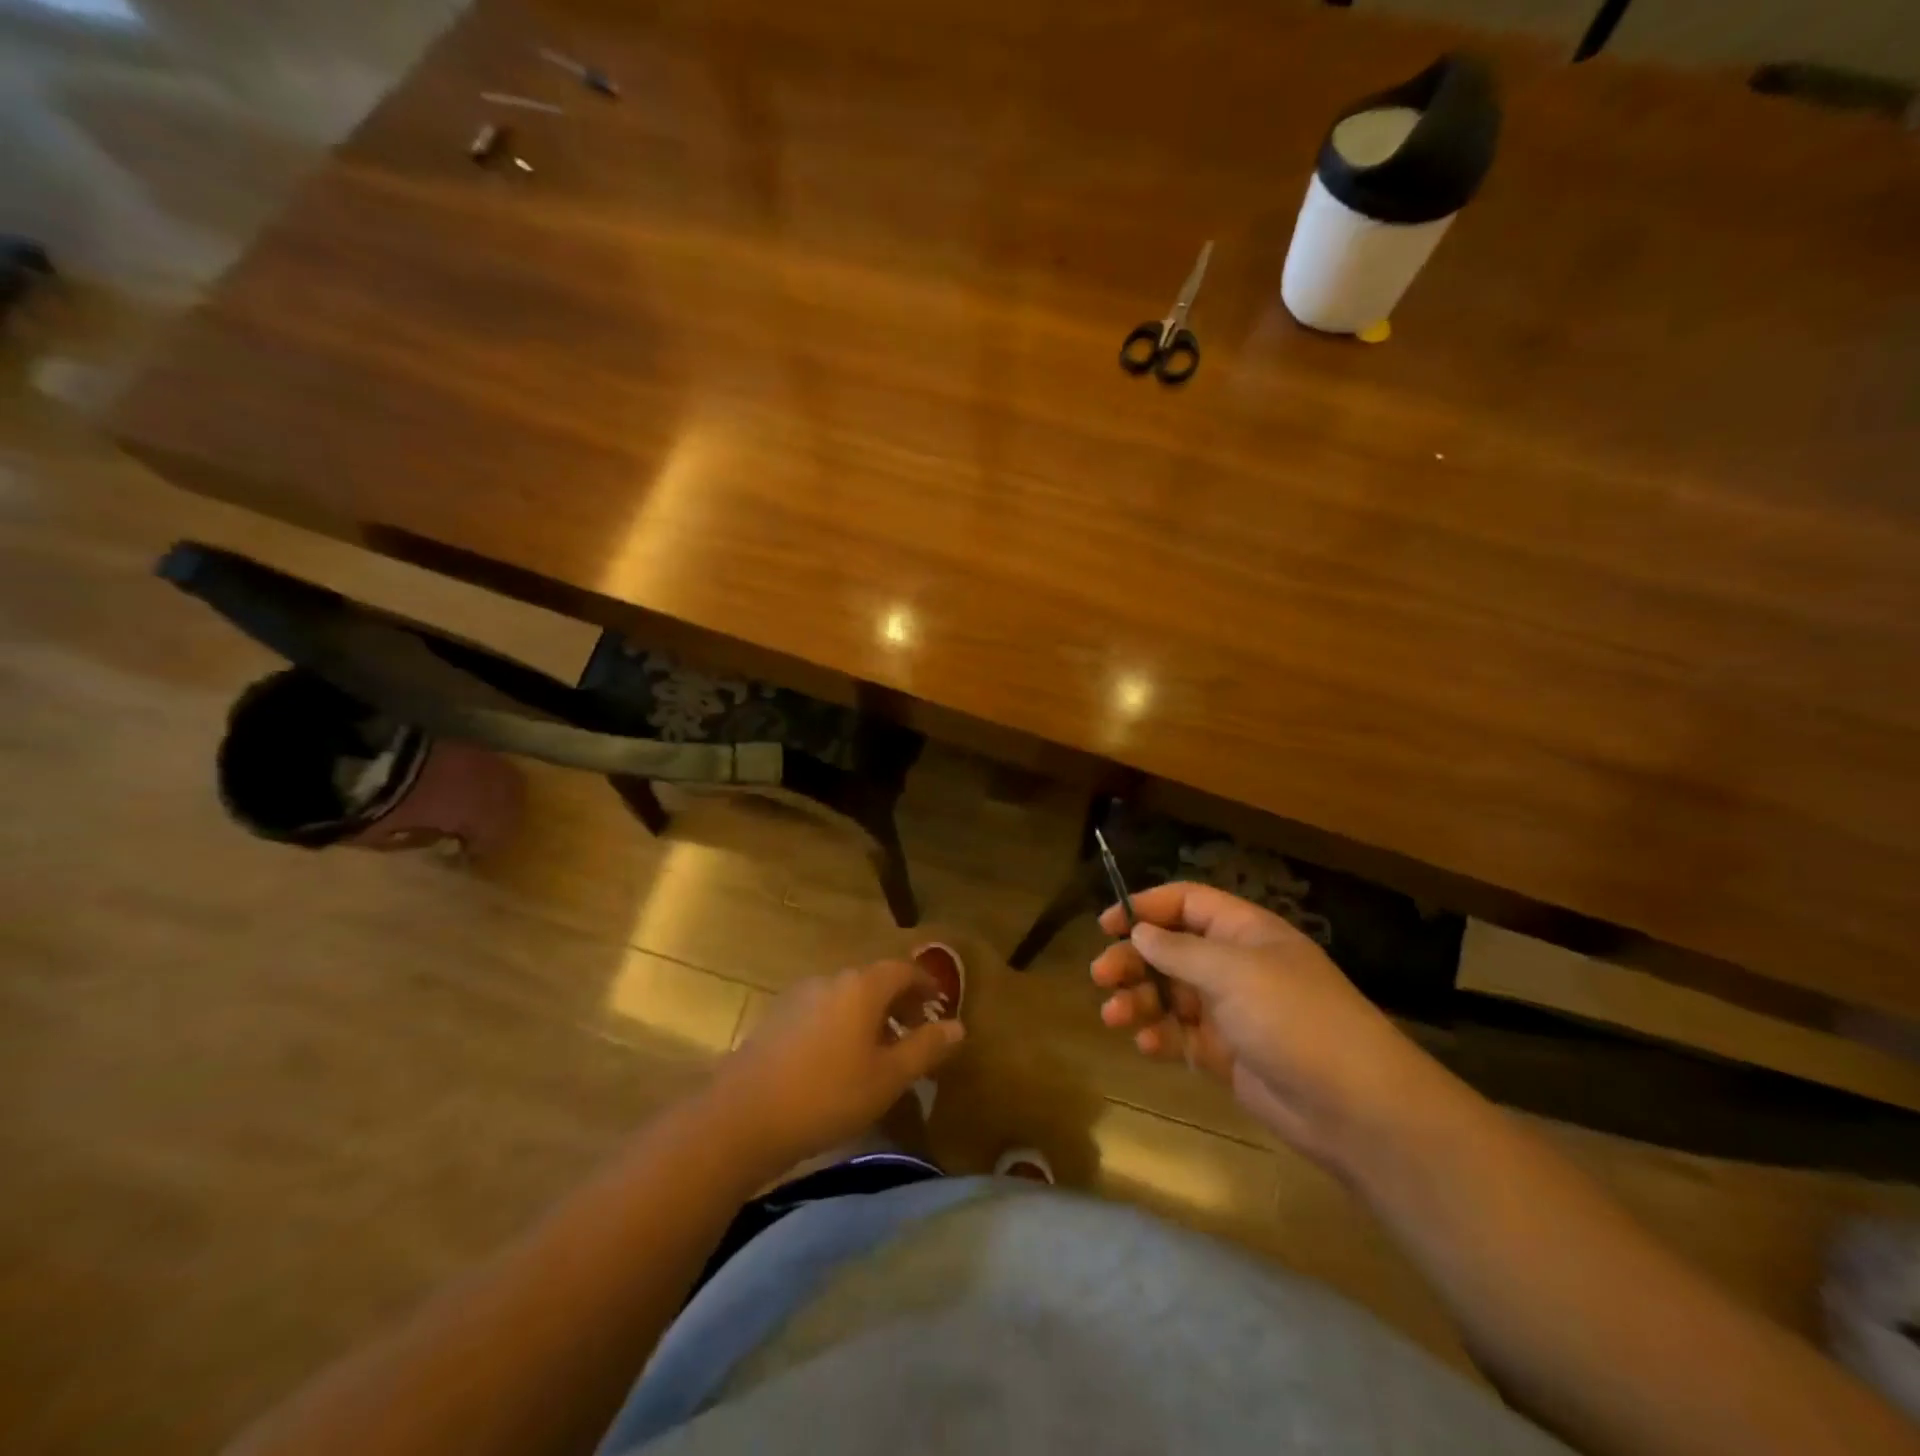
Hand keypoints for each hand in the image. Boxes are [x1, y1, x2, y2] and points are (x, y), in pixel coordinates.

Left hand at [709, 960, 964, 1171]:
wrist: (743, 1117)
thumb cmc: (828, 1095)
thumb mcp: (888, 1078)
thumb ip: (925, 1048)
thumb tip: (958, 1026)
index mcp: (862, 986)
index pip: (903, 969)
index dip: (926, 984)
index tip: (940, 1005)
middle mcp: (830, 980)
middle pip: (874, 980)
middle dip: (899, 1001)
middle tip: (916, 1030)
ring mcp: (798, 996)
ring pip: (846, 996)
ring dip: (870, 1015)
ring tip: (880, 1051)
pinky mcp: (776, 1018)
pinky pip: (822, 1011)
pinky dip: (842, 1024)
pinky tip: (839, 1061)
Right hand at [1091, 883, 1439, 1171]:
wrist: (1353, 1107)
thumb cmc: (1293, 1018)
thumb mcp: (1232, 972)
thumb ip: (1179, 950)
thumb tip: (1139, 932)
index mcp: (1244, 932)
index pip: (1187, 903)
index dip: (1146, 907)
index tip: (1108, 924)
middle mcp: (1235, 965)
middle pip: (1171, 949)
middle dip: (1133, 960)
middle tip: (1100, 976)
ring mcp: (1231, 1011)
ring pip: (1170, 994)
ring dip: (1138, 1000)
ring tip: (1113, 1016)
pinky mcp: (1227, 1054)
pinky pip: (1182, 1036)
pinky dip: (1160, 1037)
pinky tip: (1145, 1045)